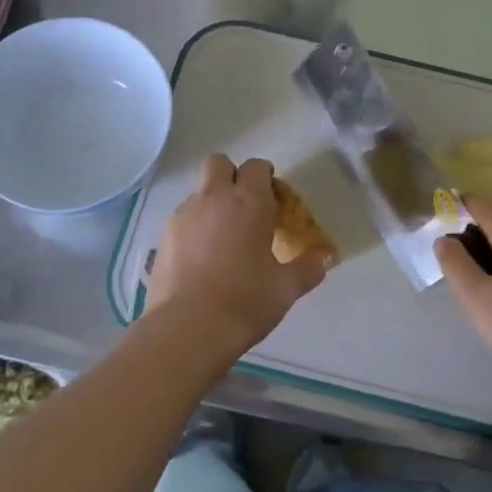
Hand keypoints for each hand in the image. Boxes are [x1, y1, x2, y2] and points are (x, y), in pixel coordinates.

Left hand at [148, 156, 331, 357]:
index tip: (273, 198)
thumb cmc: (246, 301)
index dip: (265, 176)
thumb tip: (327, 257)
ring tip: (223, 239)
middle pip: (218, 163)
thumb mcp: (286, 288)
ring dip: (212, 203)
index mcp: (249, 202)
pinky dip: (194, 227)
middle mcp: (214, 198)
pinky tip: (201, 259)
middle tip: (245, 207)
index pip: (256, 167)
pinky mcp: (163, 236)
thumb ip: (308, 267)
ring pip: (199, 192)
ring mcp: (184, 215)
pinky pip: (183, 218)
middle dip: (231, 175)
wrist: (188, 327)